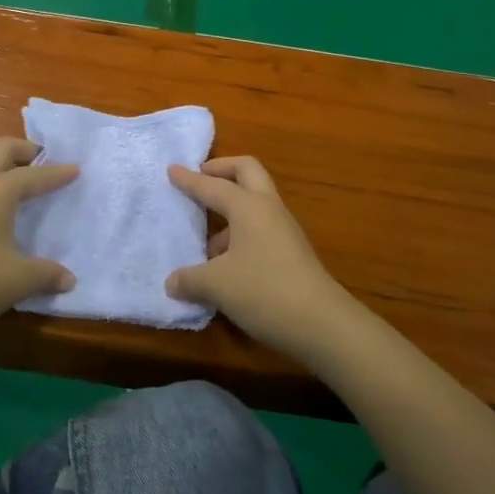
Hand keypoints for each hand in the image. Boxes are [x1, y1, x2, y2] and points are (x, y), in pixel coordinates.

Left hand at [0, 138, 77, 348]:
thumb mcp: (19, 280)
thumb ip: (47, 274)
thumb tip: (69, 279)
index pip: (34, 174)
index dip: (56, 173)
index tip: (75, 169)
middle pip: (0, 150)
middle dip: (24, 151)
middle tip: (42, 162)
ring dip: (1, 169)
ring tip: (20, 188)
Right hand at [167, 157, 362, 366]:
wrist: (322, 324)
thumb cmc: (264, 291)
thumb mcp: (216, 286)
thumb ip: (189, 280)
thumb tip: (172, 283)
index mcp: (248, 206)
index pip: (212, 185)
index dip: (190, 179)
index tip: (172, 169)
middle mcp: (268, 209)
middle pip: (247, 172)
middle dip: (222, 170)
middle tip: (201, 178)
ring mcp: (284, 230)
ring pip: (255, 203)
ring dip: (231, 209)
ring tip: (207, 240)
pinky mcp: (292, 252)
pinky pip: (260, 228)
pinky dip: (240, 234)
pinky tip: (226, 265)